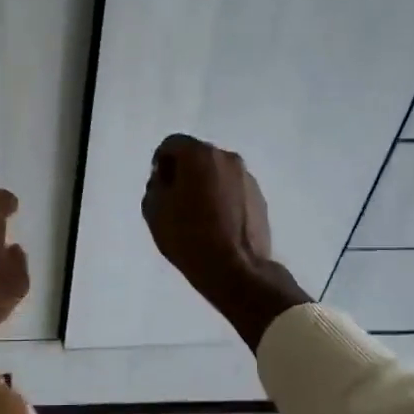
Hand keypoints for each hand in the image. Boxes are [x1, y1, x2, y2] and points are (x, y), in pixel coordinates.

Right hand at [142, 135, 273, 295]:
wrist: (236, 270)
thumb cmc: (189, 236)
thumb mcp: (154, 210)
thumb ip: (156, 185)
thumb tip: (167, 180)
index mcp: (199, 155)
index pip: (172, 144)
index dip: (160, 163)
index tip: (159, 187)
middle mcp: (227, 158)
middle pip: (197, 156)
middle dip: (184, 172)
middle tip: (176, 200)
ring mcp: (247, 177)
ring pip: (217, 172)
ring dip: (205, 185)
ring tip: (198, 214)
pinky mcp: (259, 197)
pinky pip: (232, 189)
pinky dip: (222, 198)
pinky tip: (217, 224)